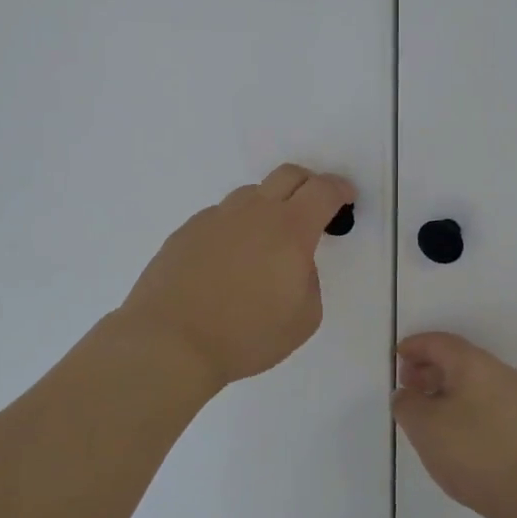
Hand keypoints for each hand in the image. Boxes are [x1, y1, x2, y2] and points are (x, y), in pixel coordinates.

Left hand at [119, 164, 355, 389]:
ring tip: (264, 245)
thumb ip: (309, 279)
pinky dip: (235, 229)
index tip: (346, 198)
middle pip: (288, 175)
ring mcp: (216, 218)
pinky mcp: (187, 230)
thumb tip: (294, 263)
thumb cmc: (246, 335)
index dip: (340, 189)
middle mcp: (253, 212)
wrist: (170, 341)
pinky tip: (227, 263)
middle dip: (309, 185)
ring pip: (251, 195)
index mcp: (289, 229)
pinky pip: (221, 218)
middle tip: (313, 210)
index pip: (323, 191)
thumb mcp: (304, 318)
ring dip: (268, 207)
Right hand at [393, 332, 516, 517]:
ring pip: (473, 385)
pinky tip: (456, 440)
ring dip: (446, 393)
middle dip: (428, 370)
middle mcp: (498, 373)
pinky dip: (464, 411)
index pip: (438, 342)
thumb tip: (407, 395)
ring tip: (427, 419)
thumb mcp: (426, 428)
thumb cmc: (478, 452)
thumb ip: (407, 405)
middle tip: (408, 389)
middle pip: (457, 360)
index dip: (414, 347)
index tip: (396, 358)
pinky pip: (486, 406)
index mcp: (472, 363)